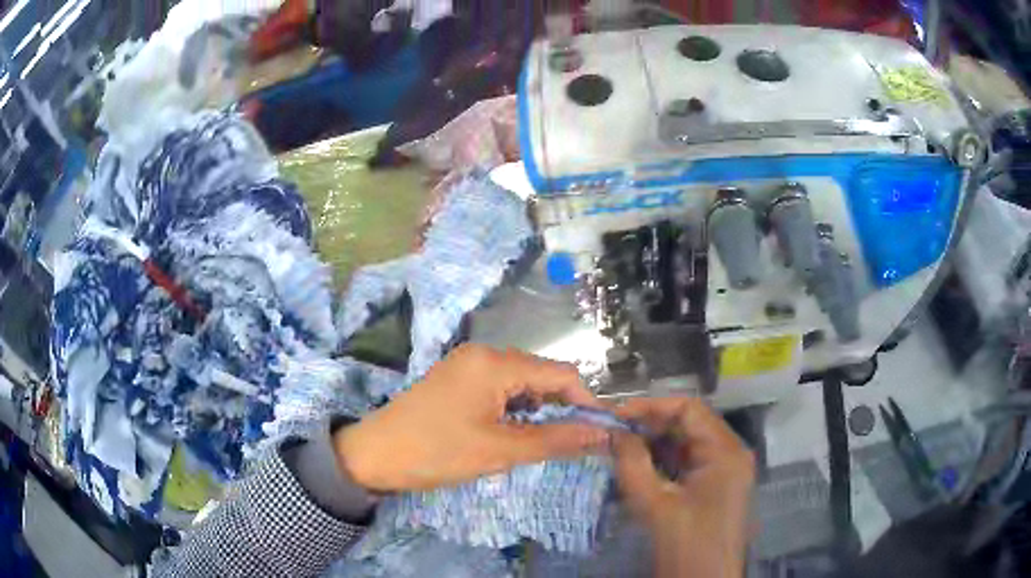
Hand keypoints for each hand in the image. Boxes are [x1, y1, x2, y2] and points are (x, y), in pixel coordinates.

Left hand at [333, 344, 608, 491]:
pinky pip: (500, 388)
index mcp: (494, 362)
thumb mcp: (500, 450)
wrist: (373, 455)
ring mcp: (467, 364)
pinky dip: (515, 409)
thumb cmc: (436, 452)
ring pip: (521, 383)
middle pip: (541, 375)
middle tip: (569, 443)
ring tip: (538, 442)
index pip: (561, 373)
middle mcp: (483, 353)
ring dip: (537, 410)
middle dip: (560, 407)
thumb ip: (555, 440)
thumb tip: (602, 434)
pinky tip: (511, 432)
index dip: (586, 402)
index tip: (600, 433)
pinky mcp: (456, 379)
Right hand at [613, 398, 754, 577]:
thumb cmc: (684, 543)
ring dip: (656, 443)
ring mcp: (726, 470)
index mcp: (725, 450)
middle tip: (614, 432)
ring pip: (689, 443)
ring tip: (621, 447)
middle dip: (651, 425)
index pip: (689, 409)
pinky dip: (666, 461)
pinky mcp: (717, 486)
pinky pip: (691, 462)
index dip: (651, 406)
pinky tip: (640, 466)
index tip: (616, 415)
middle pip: (690, 424)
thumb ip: (632, 463)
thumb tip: (615, 432)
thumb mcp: (654, 503)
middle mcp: (731, 453)